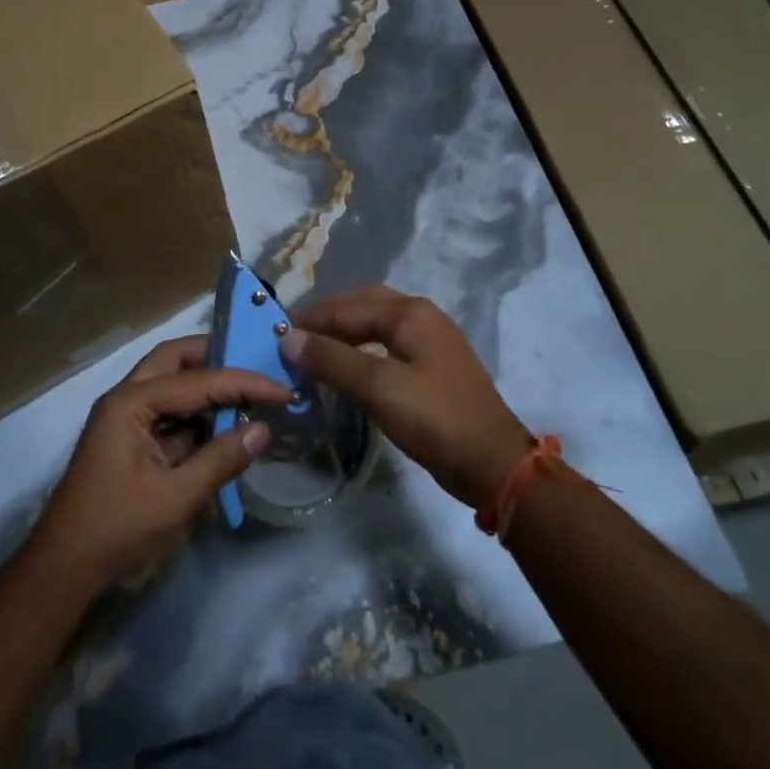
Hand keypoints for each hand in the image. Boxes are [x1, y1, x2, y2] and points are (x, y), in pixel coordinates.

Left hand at [30, 335, 289, 591]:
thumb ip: (221, 460)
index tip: (282, 389)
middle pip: (175, 360)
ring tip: (249, 393)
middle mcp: (126, 398)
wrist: (64, 569)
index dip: (243, 383)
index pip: (198, 380)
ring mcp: (126, 418)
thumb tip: (264, 429)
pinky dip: (197, 415)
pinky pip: (169, 413)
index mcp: (130, 403)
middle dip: (216, 357)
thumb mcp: (176, 498)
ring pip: (171, 383)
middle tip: (255, 364)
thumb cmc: (117, 529)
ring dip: (207, 387)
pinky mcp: (131, 439)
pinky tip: (225, 425)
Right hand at [283, 286, 531, 506]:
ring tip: (313, 350)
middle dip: (326, 317)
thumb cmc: (435, 420)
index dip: (310, 321)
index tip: (275, 336)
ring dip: (343, 331)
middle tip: (293, 338)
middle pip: (362, 304)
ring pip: (375, 322)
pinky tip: (348, 366)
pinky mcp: (433, 365)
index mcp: (409, 312)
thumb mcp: (379, 388)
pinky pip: (387, 342)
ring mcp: (431, 339)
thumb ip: (332, 360)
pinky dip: (361, 347)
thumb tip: (289, 338)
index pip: (346, 308)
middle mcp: (420, 315)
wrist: (494, 464)